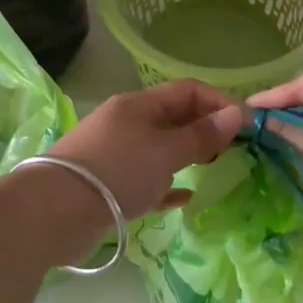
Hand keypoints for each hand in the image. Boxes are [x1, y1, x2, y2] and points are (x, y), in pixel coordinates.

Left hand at [48, 80, 245, 219]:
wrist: (56, 211)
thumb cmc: (118, 170)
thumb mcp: (166, 151)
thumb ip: (202, 136)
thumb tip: (236, 114)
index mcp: (139, 105)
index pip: (188, 91)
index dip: (219, 102)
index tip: (246, 125)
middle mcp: (127, 123)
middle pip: (174, 118)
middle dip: (205, 129)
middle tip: (234, 150)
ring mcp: (115, 154)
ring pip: (160, 149)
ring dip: (186, 156)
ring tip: (213, 169)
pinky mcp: (108, 185)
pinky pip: (146, 180)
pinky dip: (166, 185)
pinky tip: (184, 197)